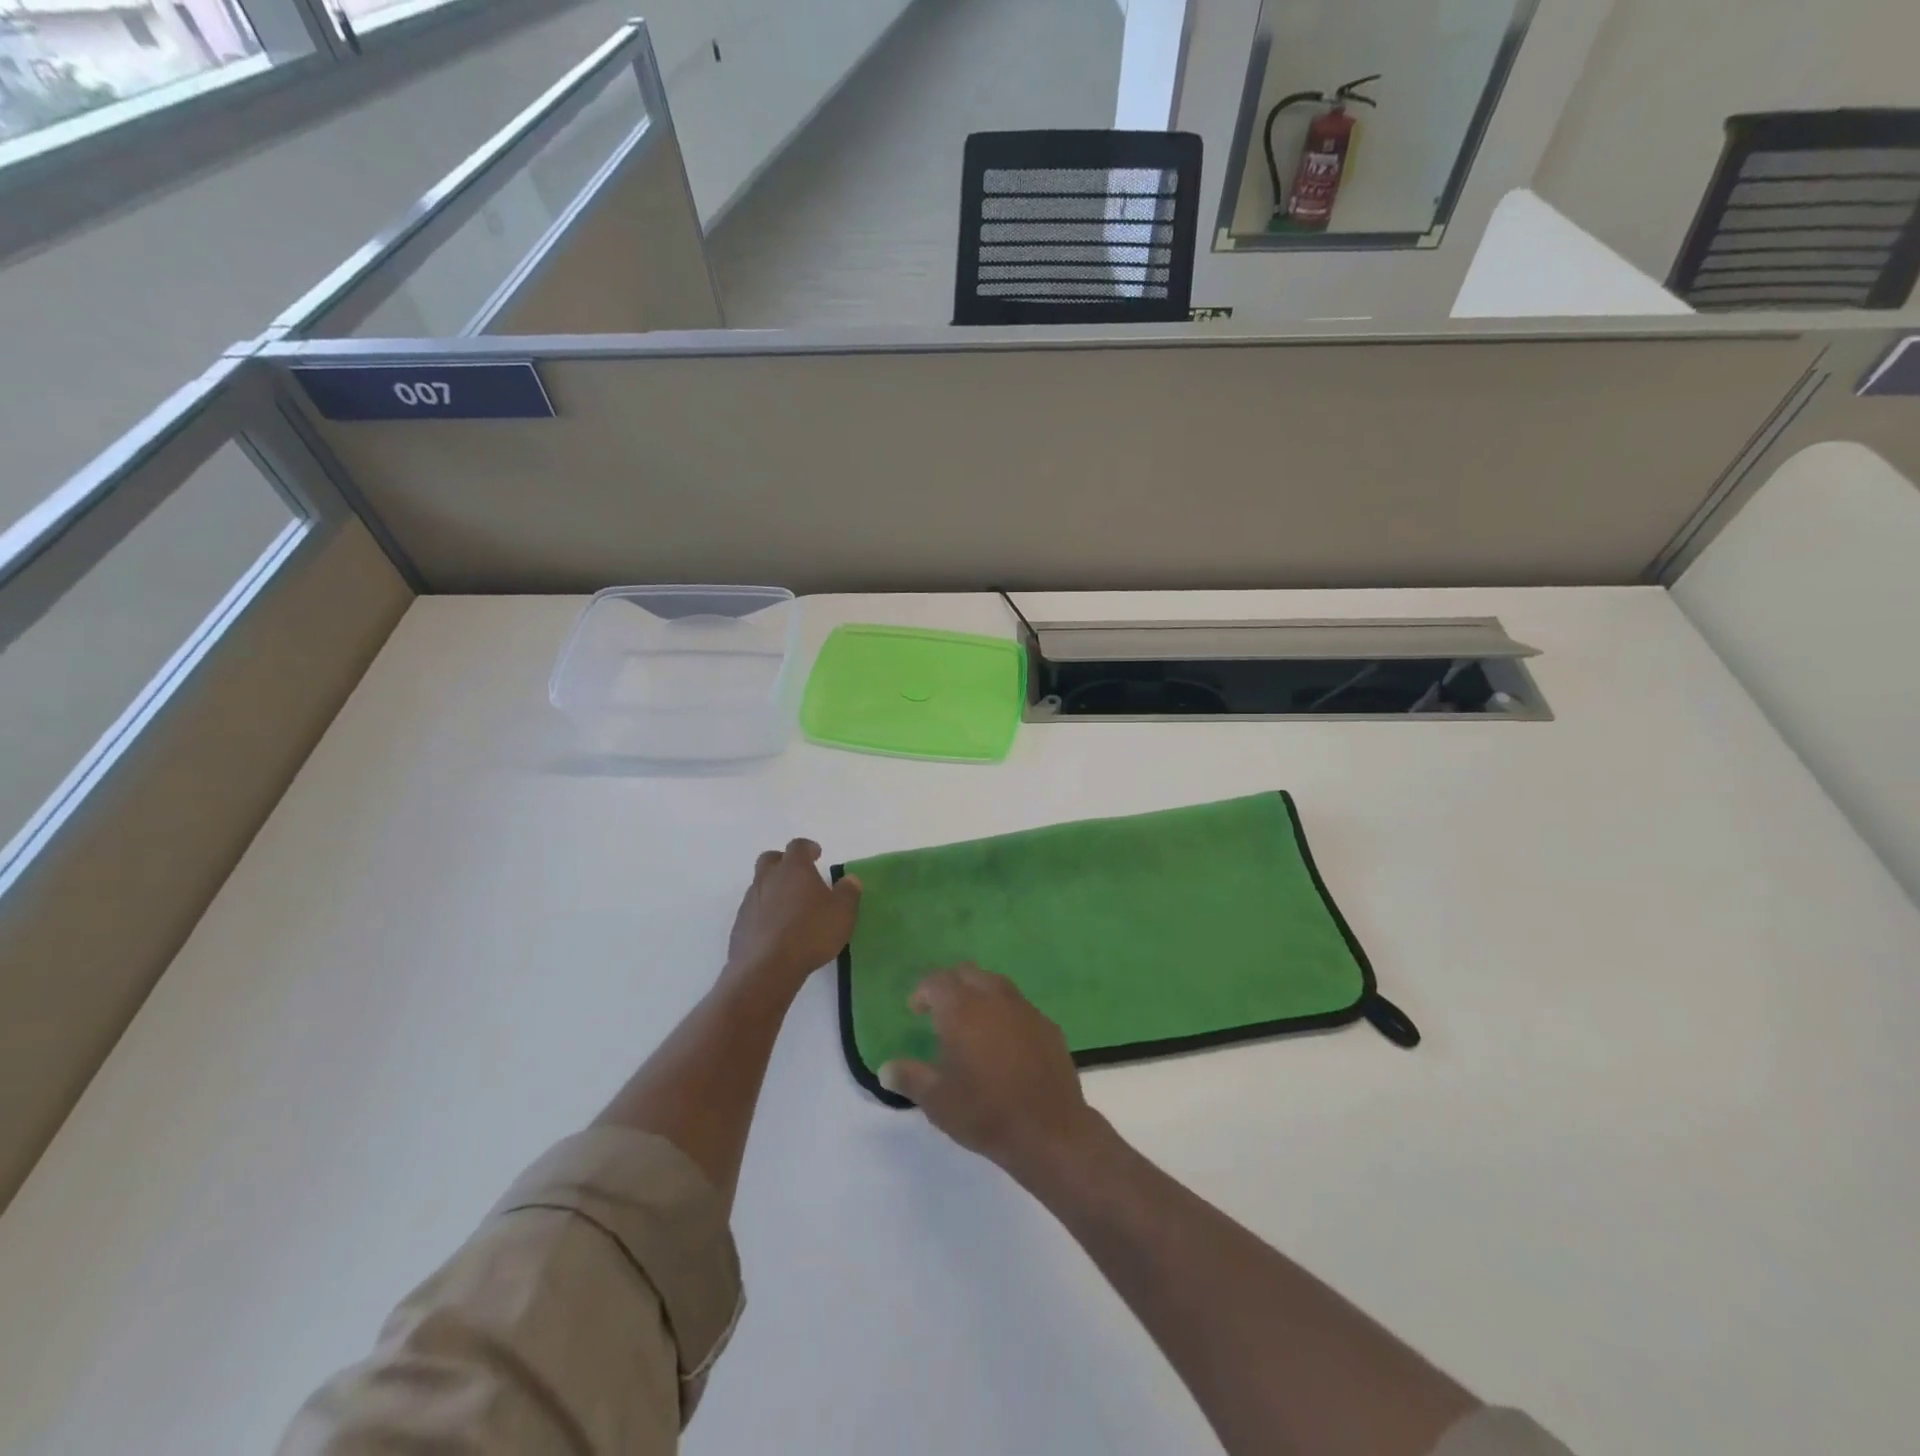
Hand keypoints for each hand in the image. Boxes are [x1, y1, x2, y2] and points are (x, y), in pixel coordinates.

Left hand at [724, 839, 861, 999]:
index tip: (817, 854)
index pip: (797, 846)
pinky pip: (753, 910)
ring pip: (760, 885)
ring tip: (790, 908)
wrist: (766, 969)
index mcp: (793, 869)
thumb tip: (850, 879)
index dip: (808, 848)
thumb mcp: (842, 913)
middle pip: (770, 859)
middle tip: (798, 875)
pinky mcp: (739, 925)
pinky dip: (764, 913)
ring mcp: (750, 902)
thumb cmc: (810, 933)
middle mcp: (768, 879)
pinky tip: (776, 931)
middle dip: (783, 862)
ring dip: (773, 889)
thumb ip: (848, 892)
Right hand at [879, 966, 1104, 1177]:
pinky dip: (1005, 1012)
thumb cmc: (986, 1113)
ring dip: (979, 993)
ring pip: (996, 984)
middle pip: (968, 973)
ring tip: (971, 1022)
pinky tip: (1004, 1041)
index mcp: (963, 1010)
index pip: (937, 981)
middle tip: (940, 1010)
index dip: (922, 992)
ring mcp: (1025, 1009)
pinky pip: (1019, 1006)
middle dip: (951, 985)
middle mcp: (994, 999)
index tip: (916, 1011)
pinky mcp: (1048, 1025)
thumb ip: (910, 1078)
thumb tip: (886, 1068)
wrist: (1050, 1131)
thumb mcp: (938, 1101)